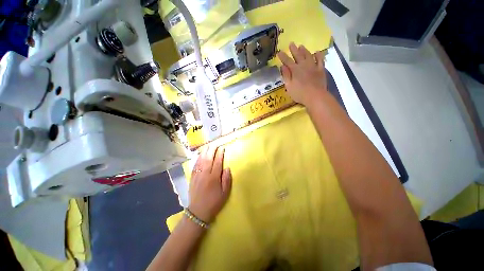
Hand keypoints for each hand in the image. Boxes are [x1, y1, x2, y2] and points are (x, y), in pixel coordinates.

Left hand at [188, 145, 231, 222]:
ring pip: (201, 160)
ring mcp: (197, 175)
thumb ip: (226, 179)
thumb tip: (227, 167)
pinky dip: (197, 159)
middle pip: (208, 158)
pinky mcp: (192, 177)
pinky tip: (199, 155)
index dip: (220, 154)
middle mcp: (205, 174)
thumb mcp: (225, 193)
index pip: (217, 162)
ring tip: (207, 146)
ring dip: (204, 152)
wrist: (199, 211)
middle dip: (212, 150)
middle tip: (215, 144)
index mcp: (214, 177)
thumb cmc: (214, 202)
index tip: (222, 148)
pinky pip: (195, 165)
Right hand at [278, 42, 326, 107]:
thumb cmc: (299, 93)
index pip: (287, 61)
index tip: (279, 52)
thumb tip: (282, 66)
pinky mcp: (321, 69)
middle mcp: (304, 65)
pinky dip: (318, 55)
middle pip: (298, 55)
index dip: (283, 56)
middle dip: (293, 49)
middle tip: (291, 43)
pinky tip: (316, 52)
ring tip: (301, 46)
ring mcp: (313, 66)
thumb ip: (286, 76)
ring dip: (304, 50)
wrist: (315, 96)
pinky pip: (320, 60)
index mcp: (295, 70)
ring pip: (308, 55)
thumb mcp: (289, 86)